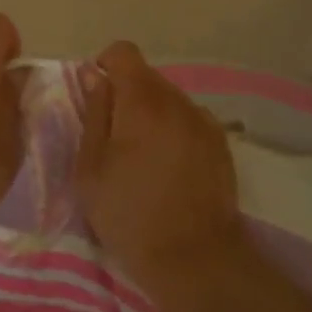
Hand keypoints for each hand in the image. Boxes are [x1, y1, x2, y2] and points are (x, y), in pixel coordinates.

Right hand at [75, 40, 245, 289]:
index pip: (124, 52)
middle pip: (147, 76)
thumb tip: (94, 75)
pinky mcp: (221, 143)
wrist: (194, 258)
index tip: (95, 96)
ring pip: (170, 99)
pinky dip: (174, 130)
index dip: (105, 65)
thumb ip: (93, 113)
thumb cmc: (129, 214)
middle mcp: (178, 101)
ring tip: (143, 156)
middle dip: (127, 94)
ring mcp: (205, 121)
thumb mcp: (91, 167)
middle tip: (114, 137)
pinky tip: (169, 167)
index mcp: (142, 101)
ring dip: (152, 113)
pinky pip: (190, 120)